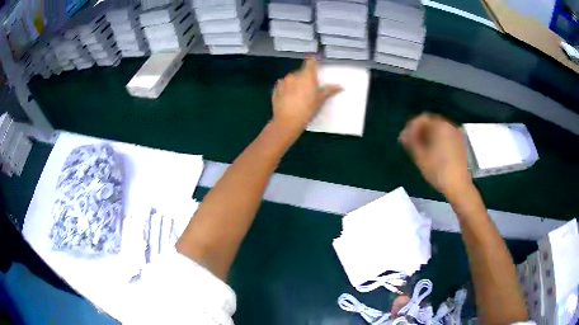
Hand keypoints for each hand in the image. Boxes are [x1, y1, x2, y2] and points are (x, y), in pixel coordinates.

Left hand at [271, 57, 341, 131]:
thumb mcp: (319, 101)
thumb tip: (340, 86)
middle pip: (302, 72)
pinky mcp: (276, 89)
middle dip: (306, 78)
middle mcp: (294, 75)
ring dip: (296, 83)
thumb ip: (329, 91)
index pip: (311, 62)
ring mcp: (283, 81)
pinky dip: (287, 88)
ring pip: (292, 78)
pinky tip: (289, 98)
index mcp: (306, 76)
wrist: (286, 122)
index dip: (314, 62)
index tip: (317, 65)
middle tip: (310, 89)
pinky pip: (283, 85)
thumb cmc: (306, 111)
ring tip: (299, 96)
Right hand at [400, 113, 471, 197]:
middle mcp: (450, 126)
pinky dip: (439, 141)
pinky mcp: (461, 144)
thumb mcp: (420, 157)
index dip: (410, 127)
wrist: (459, 186)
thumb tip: (404, 135)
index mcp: (440, 126)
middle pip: (431, 123)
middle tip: (411, 144)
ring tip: (422, 149)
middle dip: (420, 131)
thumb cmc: (438, 171)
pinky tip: (434, 153)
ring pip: (439, 130)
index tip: (404, 139)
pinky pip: (447, 137)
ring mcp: (457, 135)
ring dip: (429, 136)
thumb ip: (411, 142)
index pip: (422, 119)